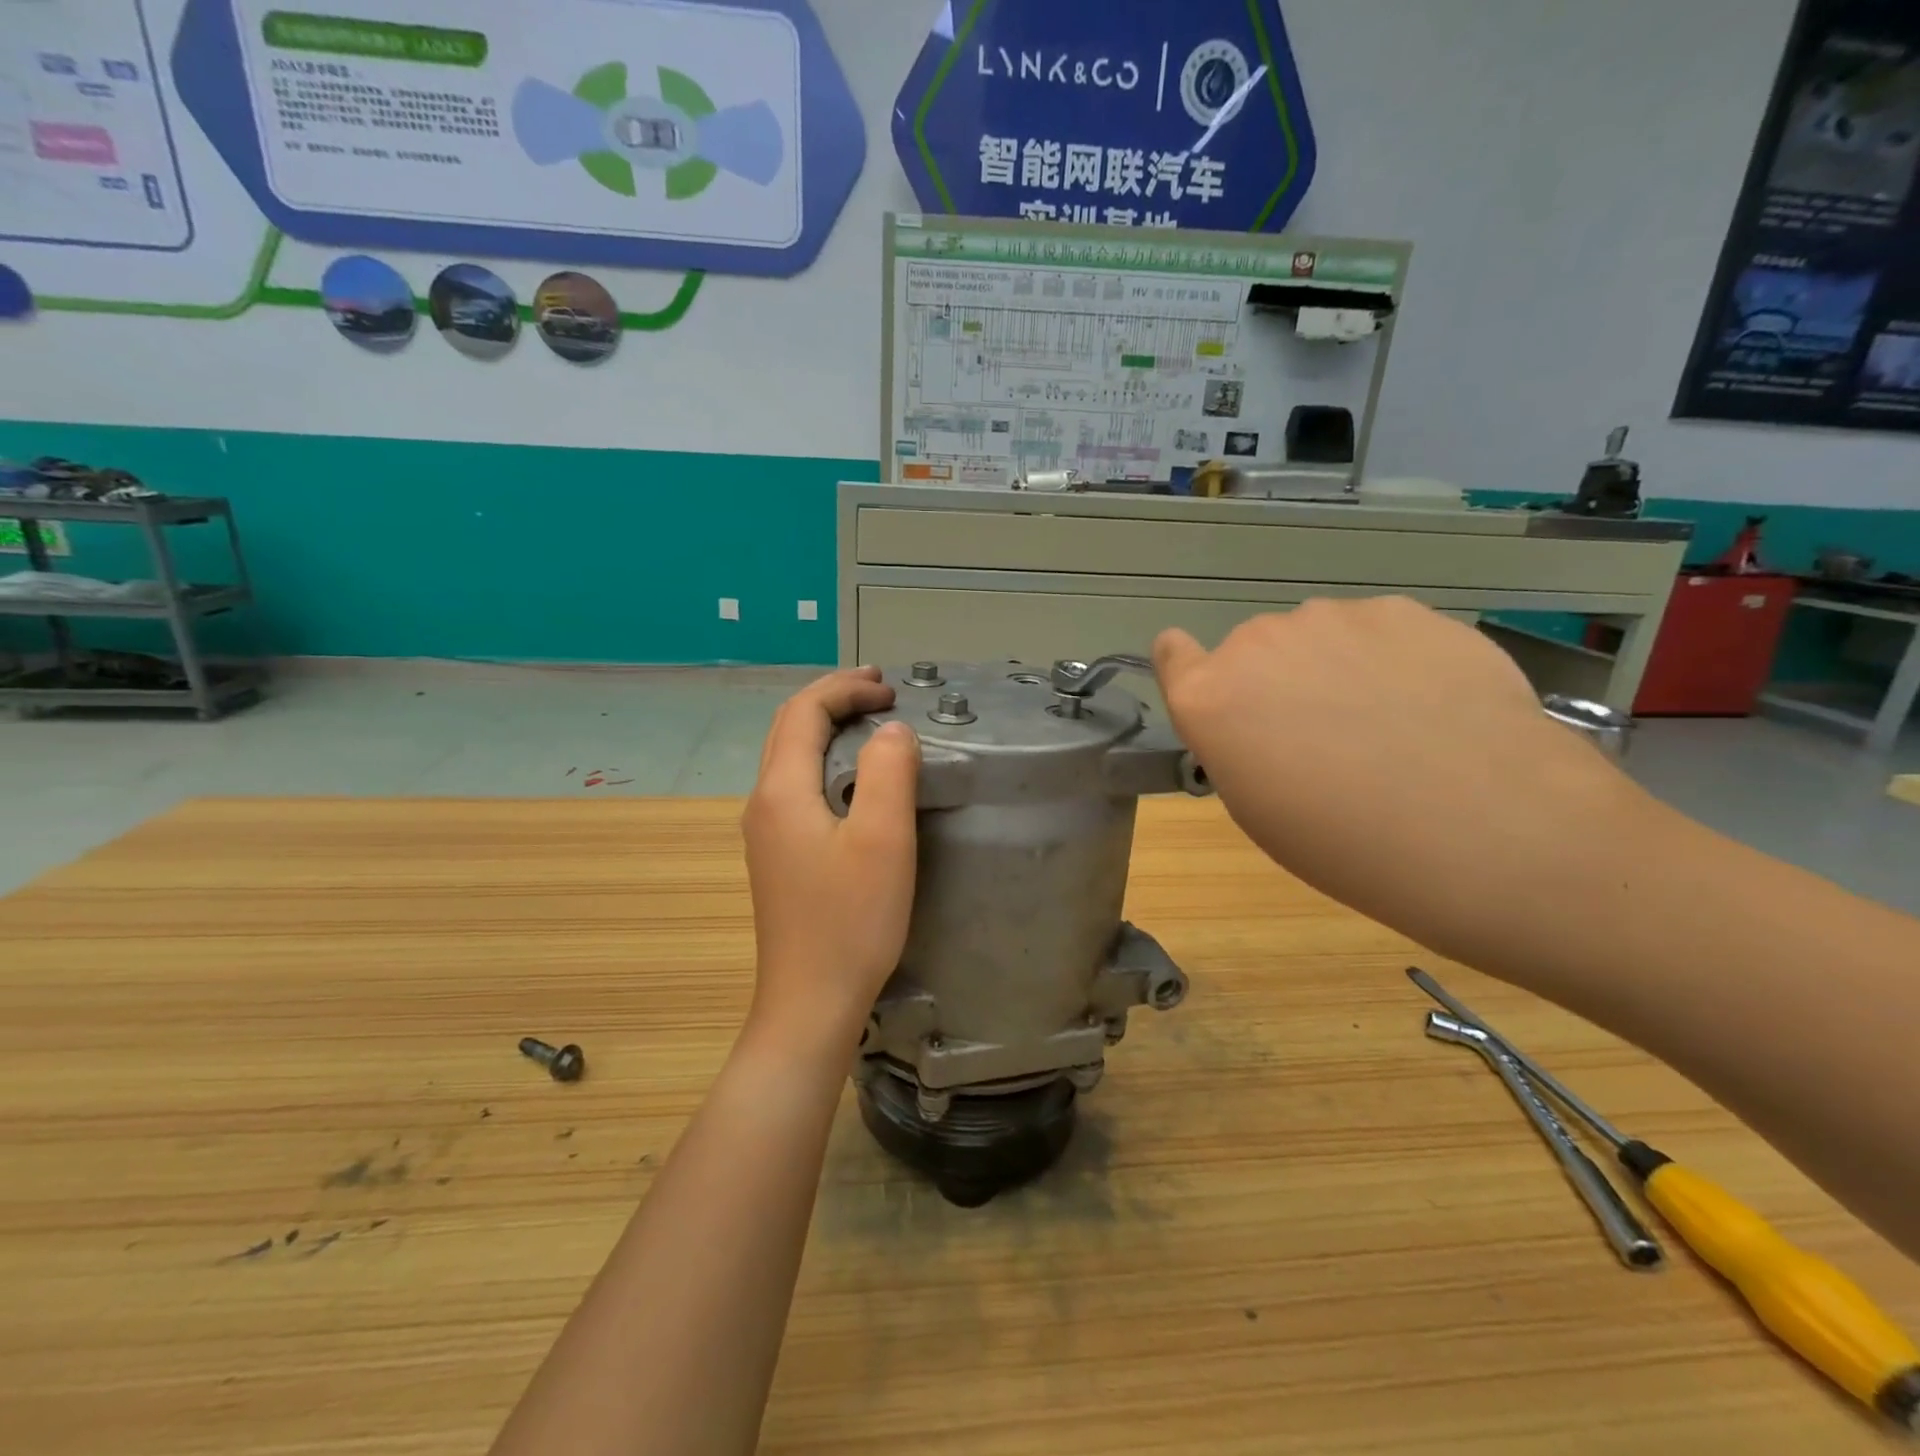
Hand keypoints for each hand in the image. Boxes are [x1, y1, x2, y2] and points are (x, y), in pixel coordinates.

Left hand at [741, 667, 920, 1045]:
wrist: (810, 1003)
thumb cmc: (850, 922)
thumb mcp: (882, 840)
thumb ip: (889, 771)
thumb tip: (891, 729)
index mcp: (782, 791)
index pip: (804, 712)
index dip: (845, 689)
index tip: (890, 688)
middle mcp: (763, 804)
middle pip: (789, 728)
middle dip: (833, 699)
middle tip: (881, 691)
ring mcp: (766, 833)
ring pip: (790, 757)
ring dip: (828, 728)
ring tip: (870, 721)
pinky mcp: (778, 857)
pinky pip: (797, 787)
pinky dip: (826, 761)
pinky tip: (854, 778)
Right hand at [1152, 598, 1649, 948]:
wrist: (1491, 830)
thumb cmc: (1349, 845)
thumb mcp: (1258, 809)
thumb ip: (1236, 744)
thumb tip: (1258, 715)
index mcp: (1209, 698)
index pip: (1171, 653)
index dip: (1190, 669)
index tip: (1223, 699)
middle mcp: (1256, 643)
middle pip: (1250, 651)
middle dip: (1274, 684)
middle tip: (1325, 738)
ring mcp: (1333, 618)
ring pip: (1316, 637)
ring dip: (1333, 667)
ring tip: (1390, 724)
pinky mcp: (1405, 610)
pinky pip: (1377, 631)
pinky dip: (1390, 659)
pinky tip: (1432, 705)